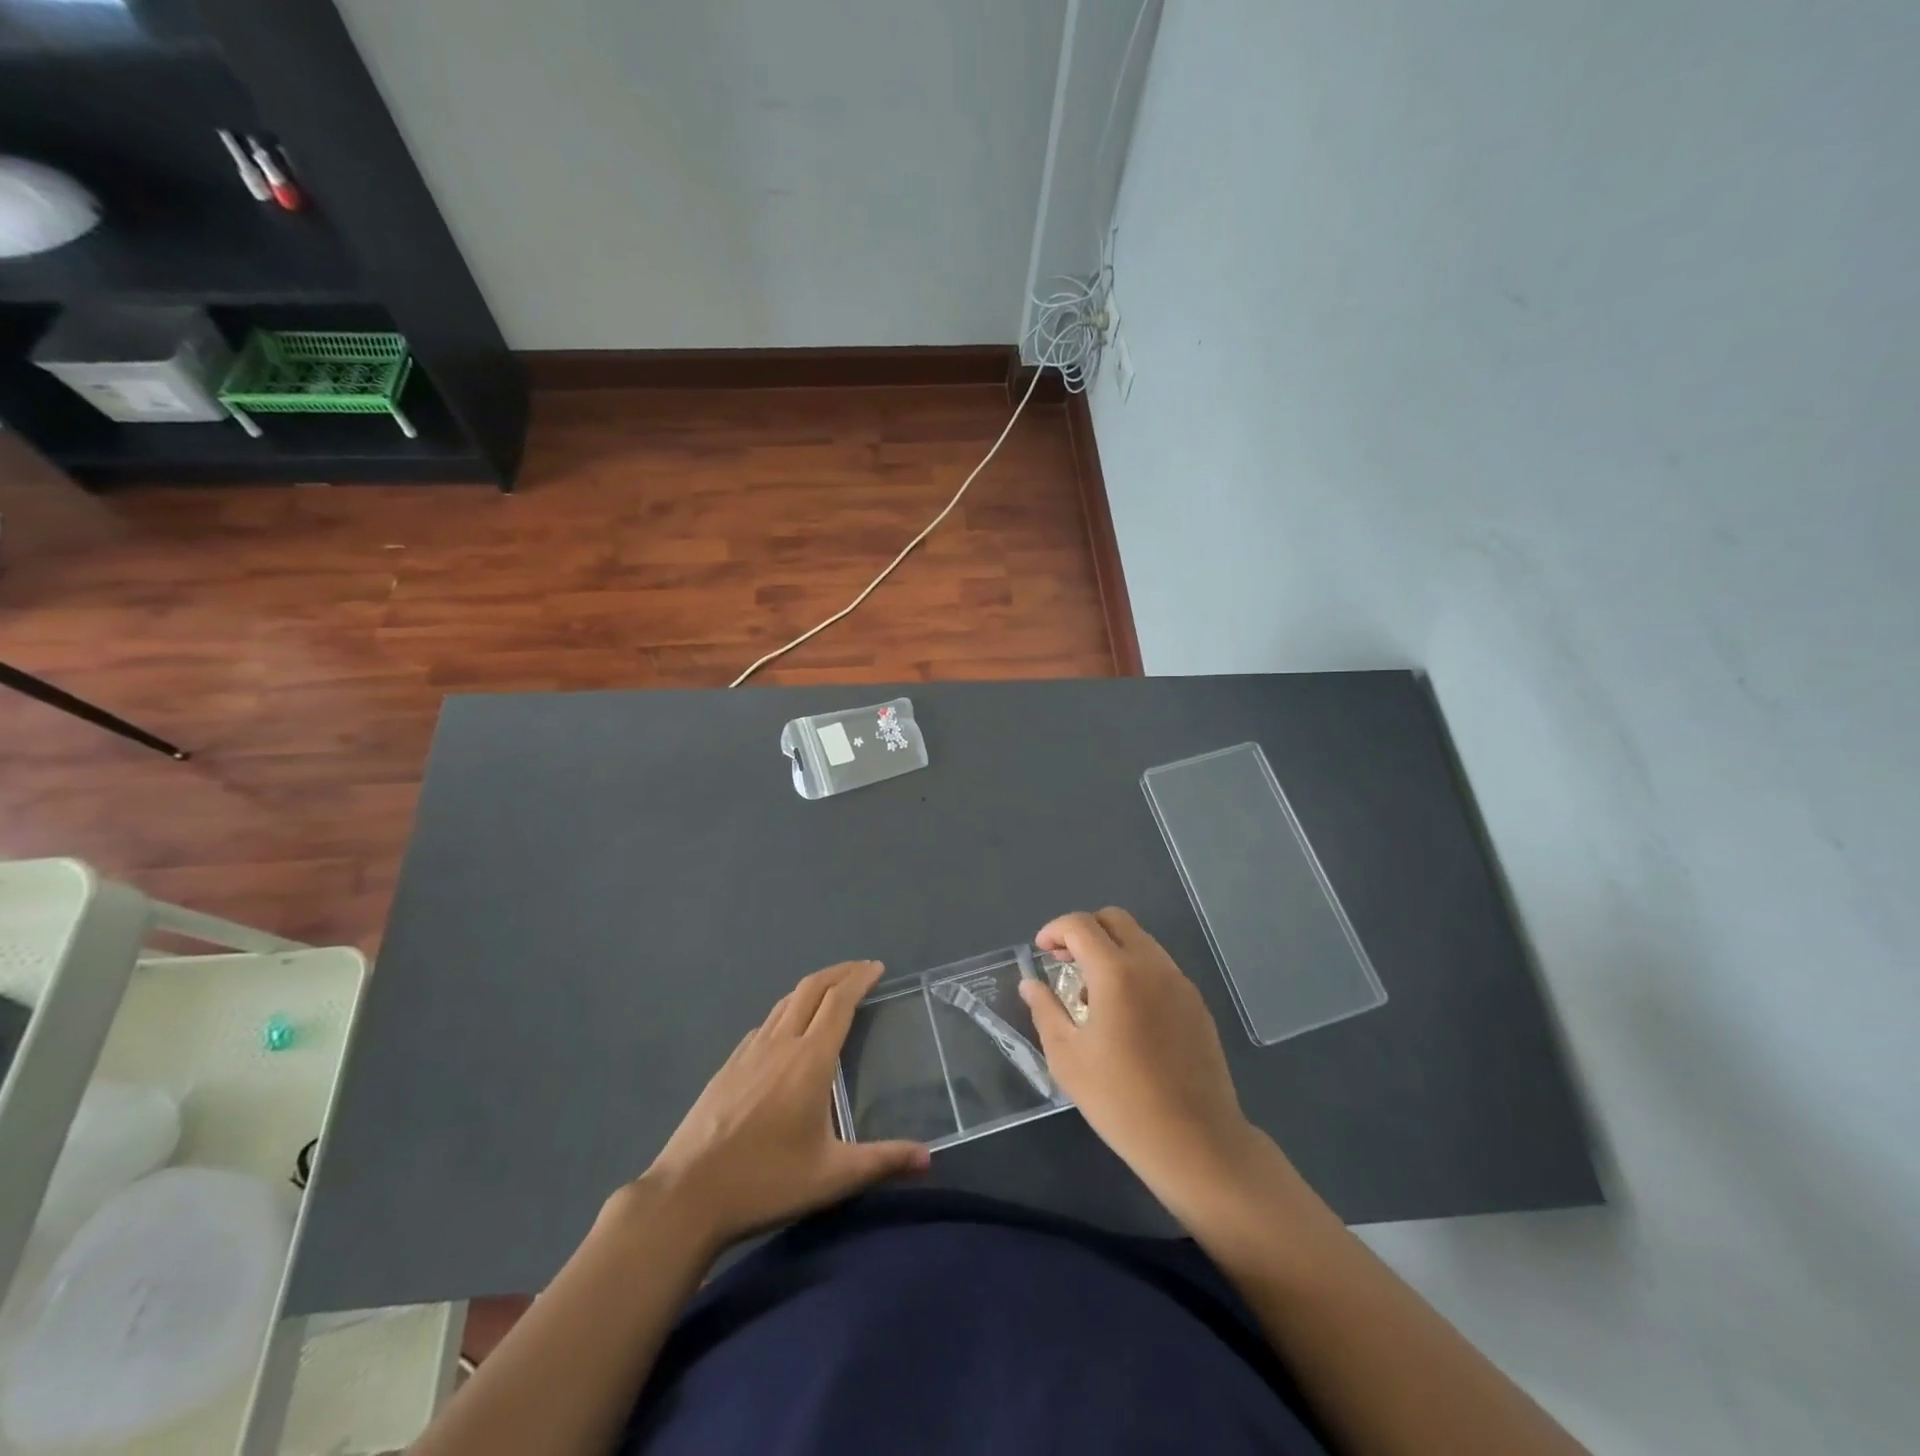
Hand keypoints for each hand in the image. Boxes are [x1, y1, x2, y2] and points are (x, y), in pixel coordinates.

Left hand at [637, 960, 928, 1250]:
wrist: (686, 1196)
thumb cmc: (765, 1181)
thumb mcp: (832, 1177)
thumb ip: (882, 1161)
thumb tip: (929, 1158)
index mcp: (809, 1060)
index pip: (839, 1001)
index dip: (859, 979)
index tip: (877, 968)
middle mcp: (780, 1044)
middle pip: (811, 989)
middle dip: (839, 972)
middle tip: (862, 970)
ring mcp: (748, 1052)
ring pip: (785, 1003)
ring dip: (812, 988)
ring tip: (830, 992)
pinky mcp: (727, 1067)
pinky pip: (764, 1024)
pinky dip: (786, 1012)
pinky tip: (787, 1032)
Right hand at [1021, 909, 1261, 1218]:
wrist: (1194, 1140)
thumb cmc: (1120, 1100)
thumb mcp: (1067, 1057)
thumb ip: (1045, 1010)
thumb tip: (1031, 983)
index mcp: (1116, 972)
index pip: (1080, 924)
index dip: (1054, 930)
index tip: (1041, 952)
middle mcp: (1152, 965)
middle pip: (1115, 919)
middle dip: (1084, 931)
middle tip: (1065, 962)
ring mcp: (1179, 982)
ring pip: (1140, 940)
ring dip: (1111, 949)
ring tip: (1093, 994)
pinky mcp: (1196, 1003)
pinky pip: (1159, 967)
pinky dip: (1135, 970)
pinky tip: (1126, 1014)